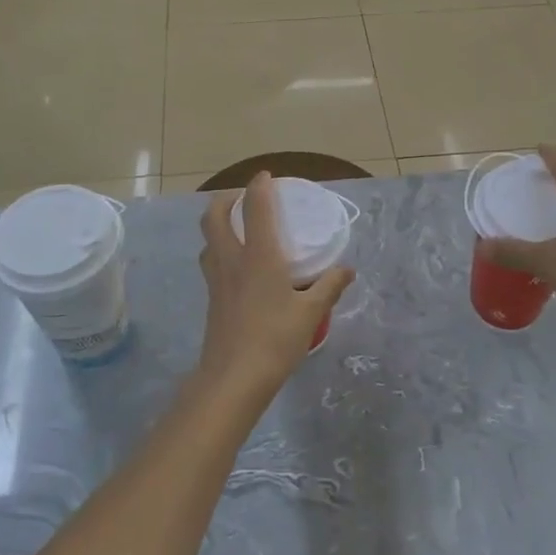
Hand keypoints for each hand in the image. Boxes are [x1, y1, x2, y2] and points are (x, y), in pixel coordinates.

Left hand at [195, 174, 353, 400]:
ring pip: (208, 240)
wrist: (233, 378)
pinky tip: (238, 267)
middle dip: (225, 199)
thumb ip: (329, 287)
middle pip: (214, 216)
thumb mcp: (311, 313)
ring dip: (218, 225)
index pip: (254, 207)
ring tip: (237, 228)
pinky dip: (220, 251)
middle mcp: (232, 259)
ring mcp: (216, 279)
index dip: (259, 186)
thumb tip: (347, 270)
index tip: (266, 176)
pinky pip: (211, 262)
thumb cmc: (275, 339)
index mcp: (258, 255)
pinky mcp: (212, 299)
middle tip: (243, 199)